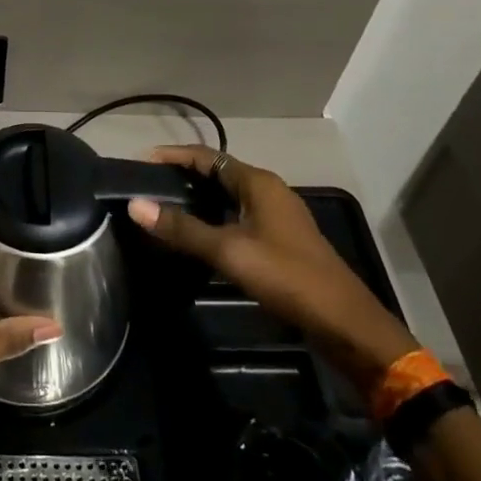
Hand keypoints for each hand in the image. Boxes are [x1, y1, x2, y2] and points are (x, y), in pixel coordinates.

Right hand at [127, 147, 419, 392]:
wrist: (345, 325)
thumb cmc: (287, 277)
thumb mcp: (230, 252)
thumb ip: (183, 229)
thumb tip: (135, 204)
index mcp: (258, 183)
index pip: (206, 156)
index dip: (172, 156)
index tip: (139, 162)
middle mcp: (268, 192)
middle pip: (217, 173)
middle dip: (182, 176)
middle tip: (146, 186)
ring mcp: (277, 217)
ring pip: (227, 197)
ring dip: (197, 199)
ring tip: (163, 209)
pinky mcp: (280, 241)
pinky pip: (237, 217)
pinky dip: (213, 219)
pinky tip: (196, 237)